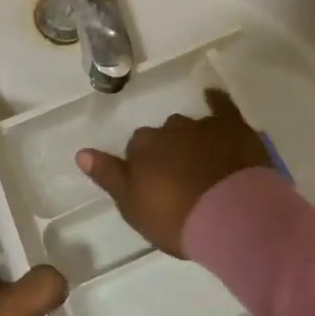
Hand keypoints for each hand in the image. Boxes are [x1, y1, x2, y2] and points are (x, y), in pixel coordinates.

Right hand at [77, 89, 270, 256]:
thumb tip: (81, 152)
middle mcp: (168, 129)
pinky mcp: (232, 127)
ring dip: (192, 139)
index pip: (136, 149)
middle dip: (169, 151)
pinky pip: (222, 106)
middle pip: (163, 136)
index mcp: (142, 146)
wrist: (233, 217)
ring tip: (202, 162)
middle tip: (179, 178)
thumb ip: (108, 176)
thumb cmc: (177, 218)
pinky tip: (213, 97)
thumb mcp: (133, 206)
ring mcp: (202, 126)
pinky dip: (216, 101)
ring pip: (190, 127)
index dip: (145, 167)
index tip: (154, 186)